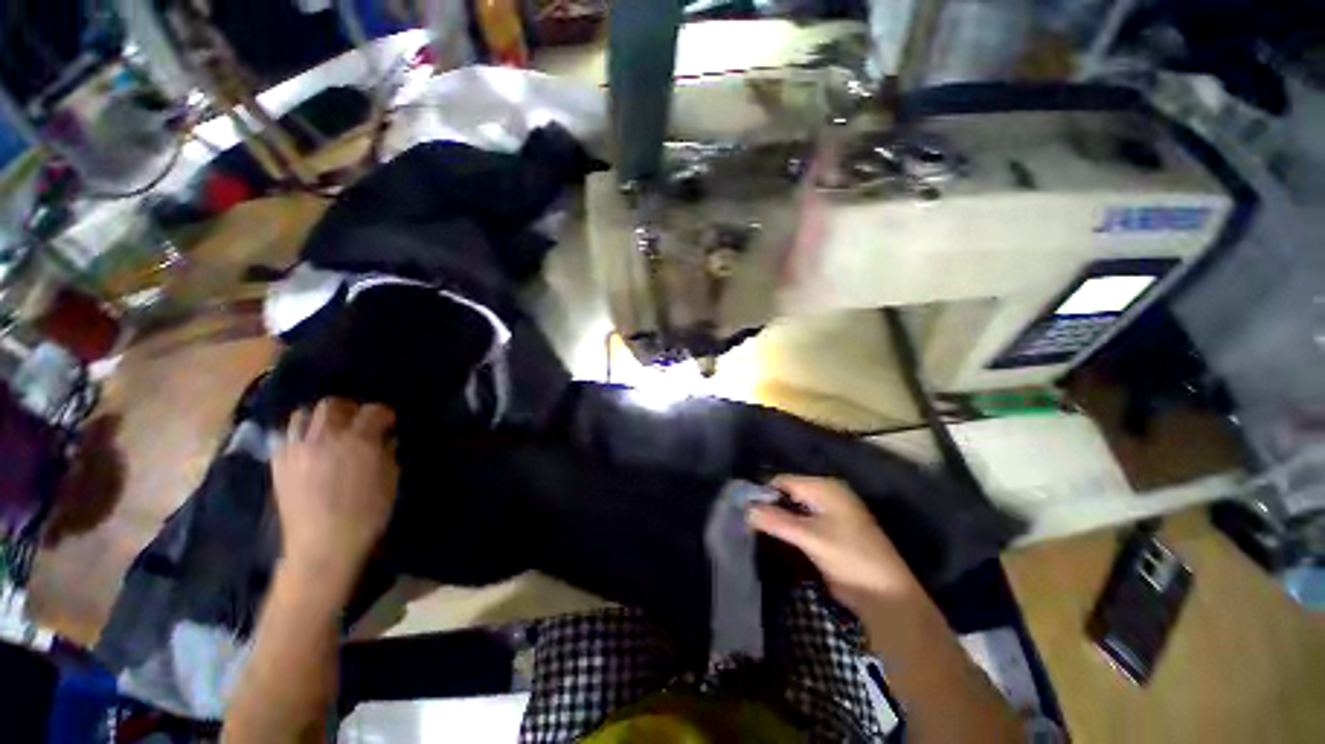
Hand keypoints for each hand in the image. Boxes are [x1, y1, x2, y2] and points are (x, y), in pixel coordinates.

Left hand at [272, 399, 398, 582]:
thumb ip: (388, 454)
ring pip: (304, 414)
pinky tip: (310, 447)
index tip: (390, 423)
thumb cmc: (366, 515)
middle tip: (360, 423)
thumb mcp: (390, 482)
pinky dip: (300, 434)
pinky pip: (287, 435)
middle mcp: (324, 438)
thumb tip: (386, 440)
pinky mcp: (279, 463)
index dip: (385, 414)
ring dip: (321, 418)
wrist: (322, 547)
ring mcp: (296, 449)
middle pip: (333, 405)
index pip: (373, 411)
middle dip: (350, 409)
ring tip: (331, 431)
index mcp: (358, 442)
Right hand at [748, 475, 922, 616]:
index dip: (763, 493)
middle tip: (747, 523)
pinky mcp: (830, 533)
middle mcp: (826, 495)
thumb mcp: (810, 537)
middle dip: (769, 507)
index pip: (783, 481)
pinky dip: (788, 530)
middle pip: (788, 494)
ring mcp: (830, 514)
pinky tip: (775, 541)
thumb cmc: (850, 558)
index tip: (744, 510)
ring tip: (755, 532)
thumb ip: (776, 520)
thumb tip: (745, 510)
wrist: (886, 597)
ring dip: (777, 520)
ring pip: (793, 510)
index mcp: (825, 487)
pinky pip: (802, 523)